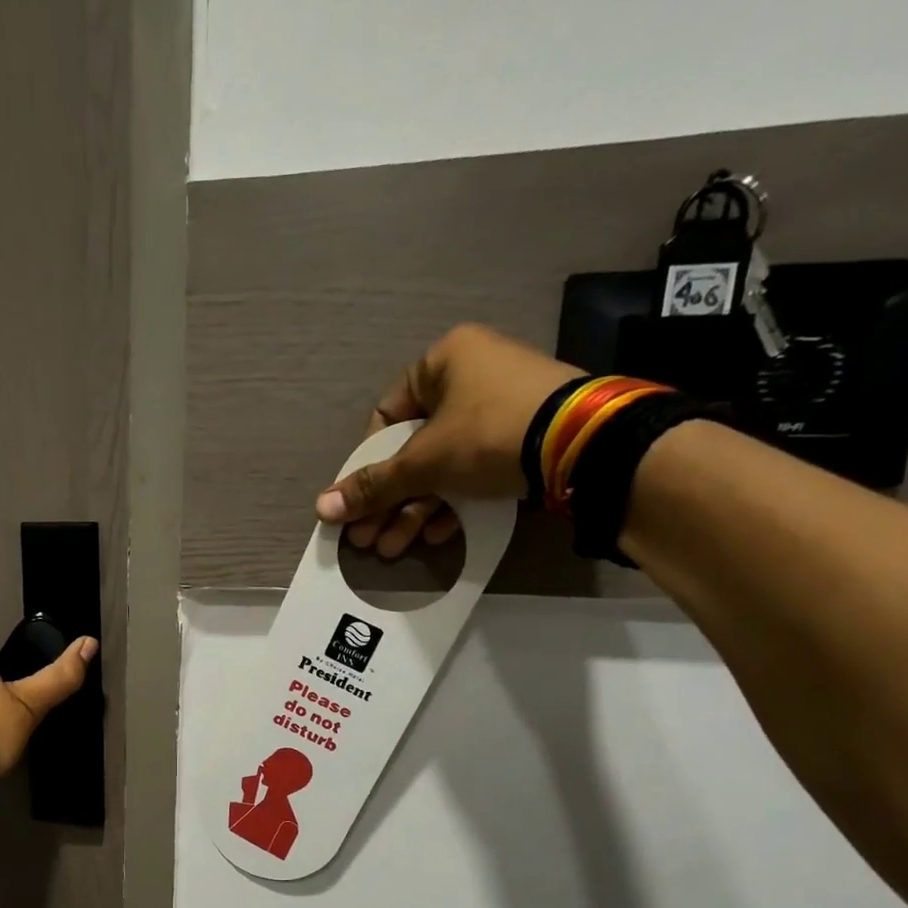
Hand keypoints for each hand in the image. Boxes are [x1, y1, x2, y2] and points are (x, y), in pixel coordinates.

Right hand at [315, 323, 580, 555]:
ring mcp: (502, 407)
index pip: (385, 417)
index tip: (360, 500)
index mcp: (443, 360)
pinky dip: (453, 502)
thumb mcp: (424, 461)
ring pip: (443, 465)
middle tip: (369, 538)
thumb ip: (374, 485)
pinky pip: (474, 469)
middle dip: (389, 500)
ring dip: (416, 510)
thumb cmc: (489, 432)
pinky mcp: (525, 437)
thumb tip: (322, 508)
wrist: (585, 444)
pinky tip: (439, 535)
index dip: (368, 463)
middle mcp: (472, 375)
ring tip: (396, 548)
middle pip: (413, 449)